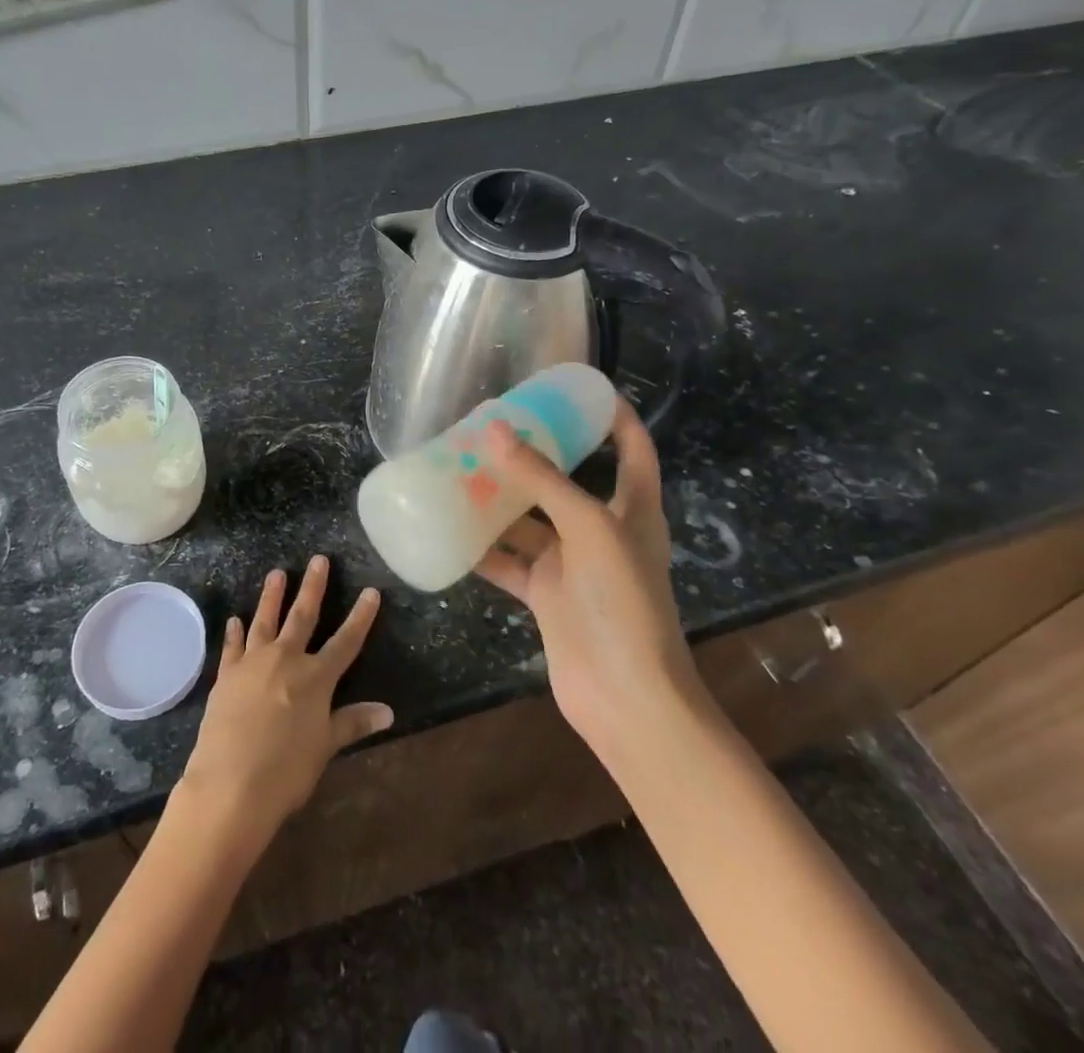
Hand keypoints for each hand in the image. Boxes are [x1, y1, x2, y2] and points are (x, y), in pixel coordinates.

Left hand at [179, 555, 392, 841]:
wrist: (230, 785)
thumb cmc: (286, 771)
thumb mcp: (325, 747)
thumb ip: (353, 722)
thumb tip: (388, 712)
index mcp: (316, 677)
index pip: (346, 640)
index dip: (361, 616)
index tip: (371, 591)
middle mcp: (286, 659)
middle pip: (303, 616)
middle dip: (314, 587)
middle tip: (318, 560)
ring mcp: (253, 663)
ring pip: (265, 620)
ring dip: (272, 596)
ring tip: (277, 573)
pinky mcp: (226, 675)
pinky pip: (232, 646)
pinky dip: (234, 632)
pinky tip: (234, 620)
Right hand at [474, 400, 695, 767]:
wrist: (626, 696)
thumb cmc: (622, 599)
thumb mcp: (588, 526)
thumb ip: (541, 479)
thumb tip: (496, 430)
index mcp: (633, 507)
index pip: (632, 446)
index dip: (612, 414)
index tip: (578, 387)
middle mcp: (603, 529)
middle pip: (567, 479)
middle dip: (535, 454)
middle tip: (494, 425)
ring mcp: (573, 564)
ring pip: (530, 520)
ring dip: (499, 499)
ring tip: (459, 467)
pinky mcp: (547, 595)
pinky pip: (509, 561)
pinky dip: (483, 547)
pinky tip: (450, 527)